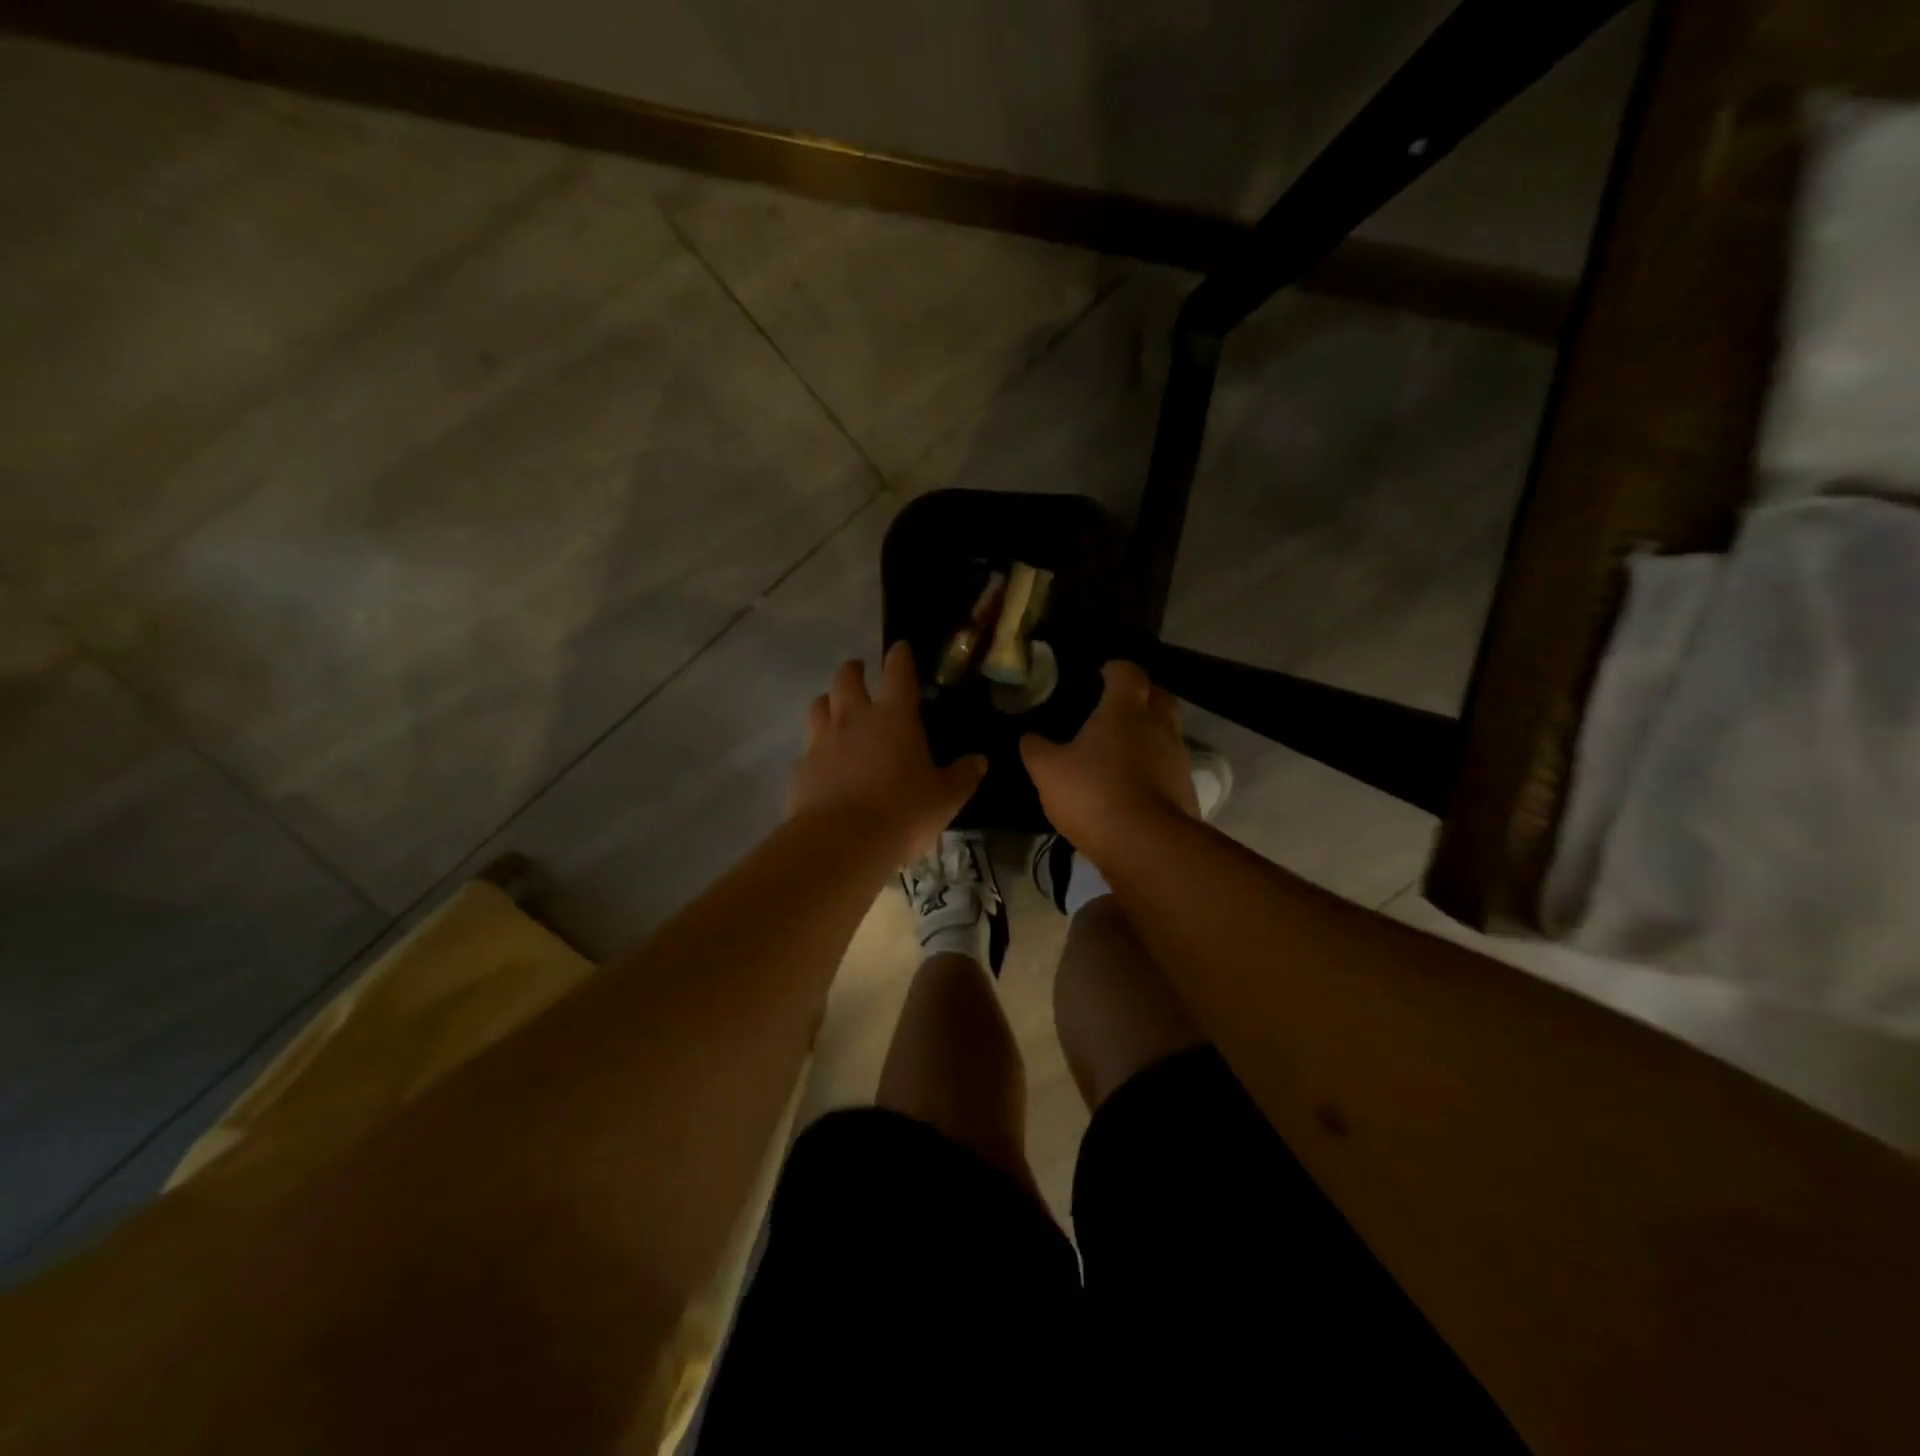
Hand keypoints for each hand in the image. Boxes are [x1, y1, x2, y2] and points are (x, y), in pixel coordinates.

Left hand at [789, 642, 987, 862]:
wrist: (840, 842)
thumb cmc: (902, 812)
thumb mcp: (945, 798)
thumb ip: (963, 776)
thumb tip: (979, 760)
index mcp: (894, 716)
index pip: (897, 672)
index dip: (900, 656)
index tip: (900, 647)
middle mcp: (854, 718)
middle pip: (846, 679)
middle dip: (854, 670)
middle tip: (860, 671)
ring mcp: (822, 741)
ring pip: (819, 705)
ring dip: (829, 700)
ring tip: (835, 707)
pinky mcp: (802, 767)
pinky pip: (808, 745)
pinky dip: (817, 745)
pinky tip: (825, 760)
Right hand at [1020, 660, 1195, 851]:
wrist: (1147, 845)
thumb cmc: (1094, 793)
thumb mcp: (1048, 771)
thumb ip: (1036, 749)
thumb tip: (1029, 738)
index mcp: (1124, 710)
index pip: (1128, 672)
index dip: (1115, 670)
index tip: (1100, 676)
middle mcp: (1158, 725)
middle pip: (1159, 696)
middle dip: (1141, 696)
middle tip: (1116, 708)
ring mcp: (1177, 758)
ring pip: (1166, 733)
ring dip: (1148, 735)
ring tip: (1120, 752)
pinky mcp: (1186, 789)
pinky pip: (1168, 767)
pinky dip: (1153, 769)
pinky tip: (1131, 786)